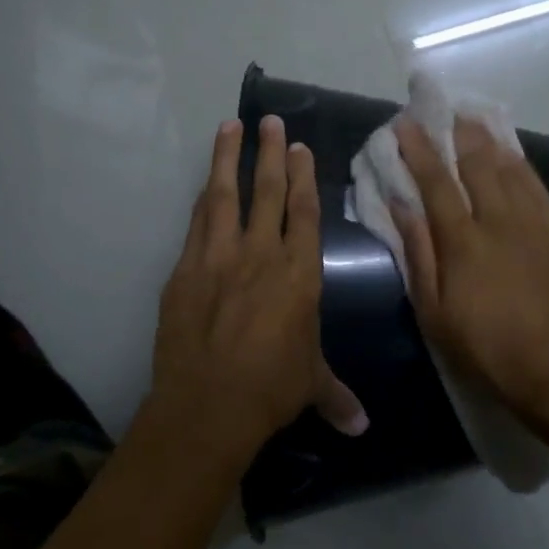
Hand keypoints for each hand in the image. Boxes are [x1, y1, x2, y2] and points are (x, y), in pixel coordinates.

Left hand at [148, 116, 365, 465]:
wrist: (208, 404)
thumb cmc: (271, 388)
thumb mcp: (310, 385)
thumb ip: (336, 396)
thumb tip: (362, 428)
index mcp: (299, 273)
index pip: (304, 212)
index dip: (304, 177)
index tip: (301, 147)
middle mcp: (261, 254)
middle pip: (268, 191)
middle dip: (271, 153)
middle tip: (271, 121)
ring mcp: (219, 257)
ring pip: (226, 195)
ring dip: (229, 158)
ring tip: (230, 127)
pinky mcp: (186, 269)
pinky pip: (197, 222)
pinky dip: (203, 198)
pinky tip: (206, 183)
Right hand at [390, 116, 548, 436]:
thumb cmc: (487, 349)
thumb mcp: (435, 312)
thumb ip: (419, 254)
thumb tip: (401, 206)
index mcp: (464, 241)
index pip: (436, 182)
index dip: (419, 150)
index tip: (405, 124)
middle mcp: (501, 221)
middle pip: (477, 164)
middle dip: (458, 133)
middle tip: (445, 111)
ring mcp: (537, 224)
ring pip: (512, 169)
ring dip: (490, 141)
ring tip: (476, 120)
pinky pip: (539, 188)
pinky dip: (522, 166)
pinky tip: (513, 156)